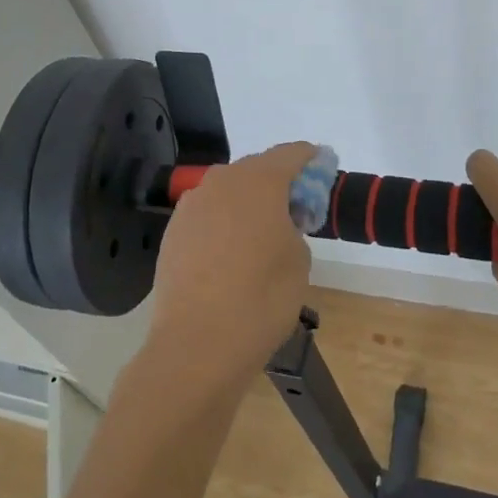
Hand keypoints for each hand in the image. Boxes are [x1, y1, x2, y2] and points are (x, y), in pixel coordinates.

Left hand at [146, 142, 314, 390]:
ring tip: (261, 237)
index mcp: (259, 180)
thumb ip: (294, 227)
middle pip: (257, 169)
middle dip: (278, 184)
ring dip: (247, 204)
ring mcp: (192, 204)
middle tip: (296, 211)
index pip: (292, 154)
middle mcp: (223, 181)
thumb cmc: (261, 298)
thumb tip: (277, 223)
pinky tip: (230, 256)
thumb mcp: (299, 261)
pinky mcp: (173, 230)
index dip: (311, 160)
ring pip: (229, 191)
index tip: (323, 170)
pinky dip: (223, 224)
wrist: (196, 344)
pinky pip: (208, 215)